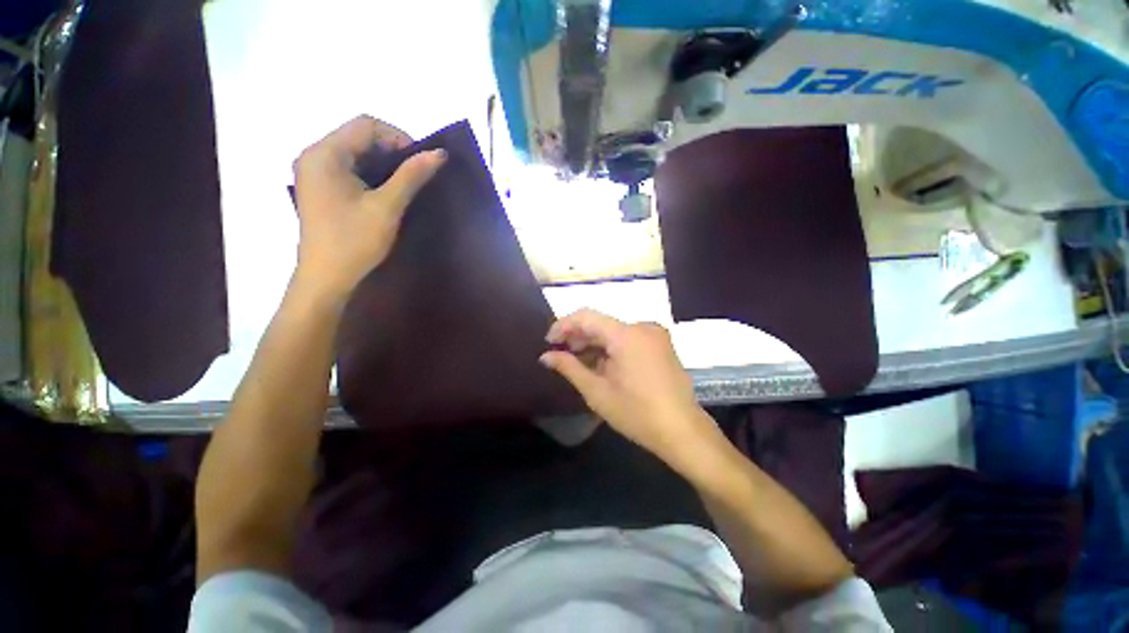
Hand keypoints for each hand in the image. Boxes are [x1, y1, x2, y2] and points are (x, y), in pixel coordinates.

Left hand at [292, 115, 445, 299]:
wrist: (327, 277)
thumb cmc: (355, 241)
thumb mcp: (387, 207)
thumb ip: (411, 176)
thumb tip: (438, 153)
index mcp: (325, 154)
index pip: (366, 125)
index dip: (398, 137)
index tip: (421, 163)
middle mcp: (314, 155)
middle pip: (358, 136)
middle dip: (392, 150)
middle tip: (417, 175)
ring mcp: (314, 171)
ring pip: (355, 152)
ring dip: (383, 163)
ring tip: (405, 184)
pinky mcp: (319, 187)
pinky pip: (348, 168)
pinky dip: (371, 173)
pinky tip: (385, 192)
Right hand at [540, 309, 721, 469]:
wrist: (683, 431)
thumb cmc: (637, 413)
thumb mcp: (597, 392)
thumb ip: (569, 368)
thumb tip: (546, 356)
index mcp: (626, 335)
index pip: (586, 316)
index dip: (564, 325)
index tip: (549, 342)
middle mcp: (642, 327)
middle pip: (601, 323)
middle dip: (578, 336)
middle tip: (560, 354)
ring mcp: (654, 335)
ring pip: (614, 331)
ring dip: (594, 343)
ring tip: (577, 361)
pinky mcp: (660, 344)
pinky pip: (628, 338)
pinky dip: (611, 348)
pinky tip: (600, 364)